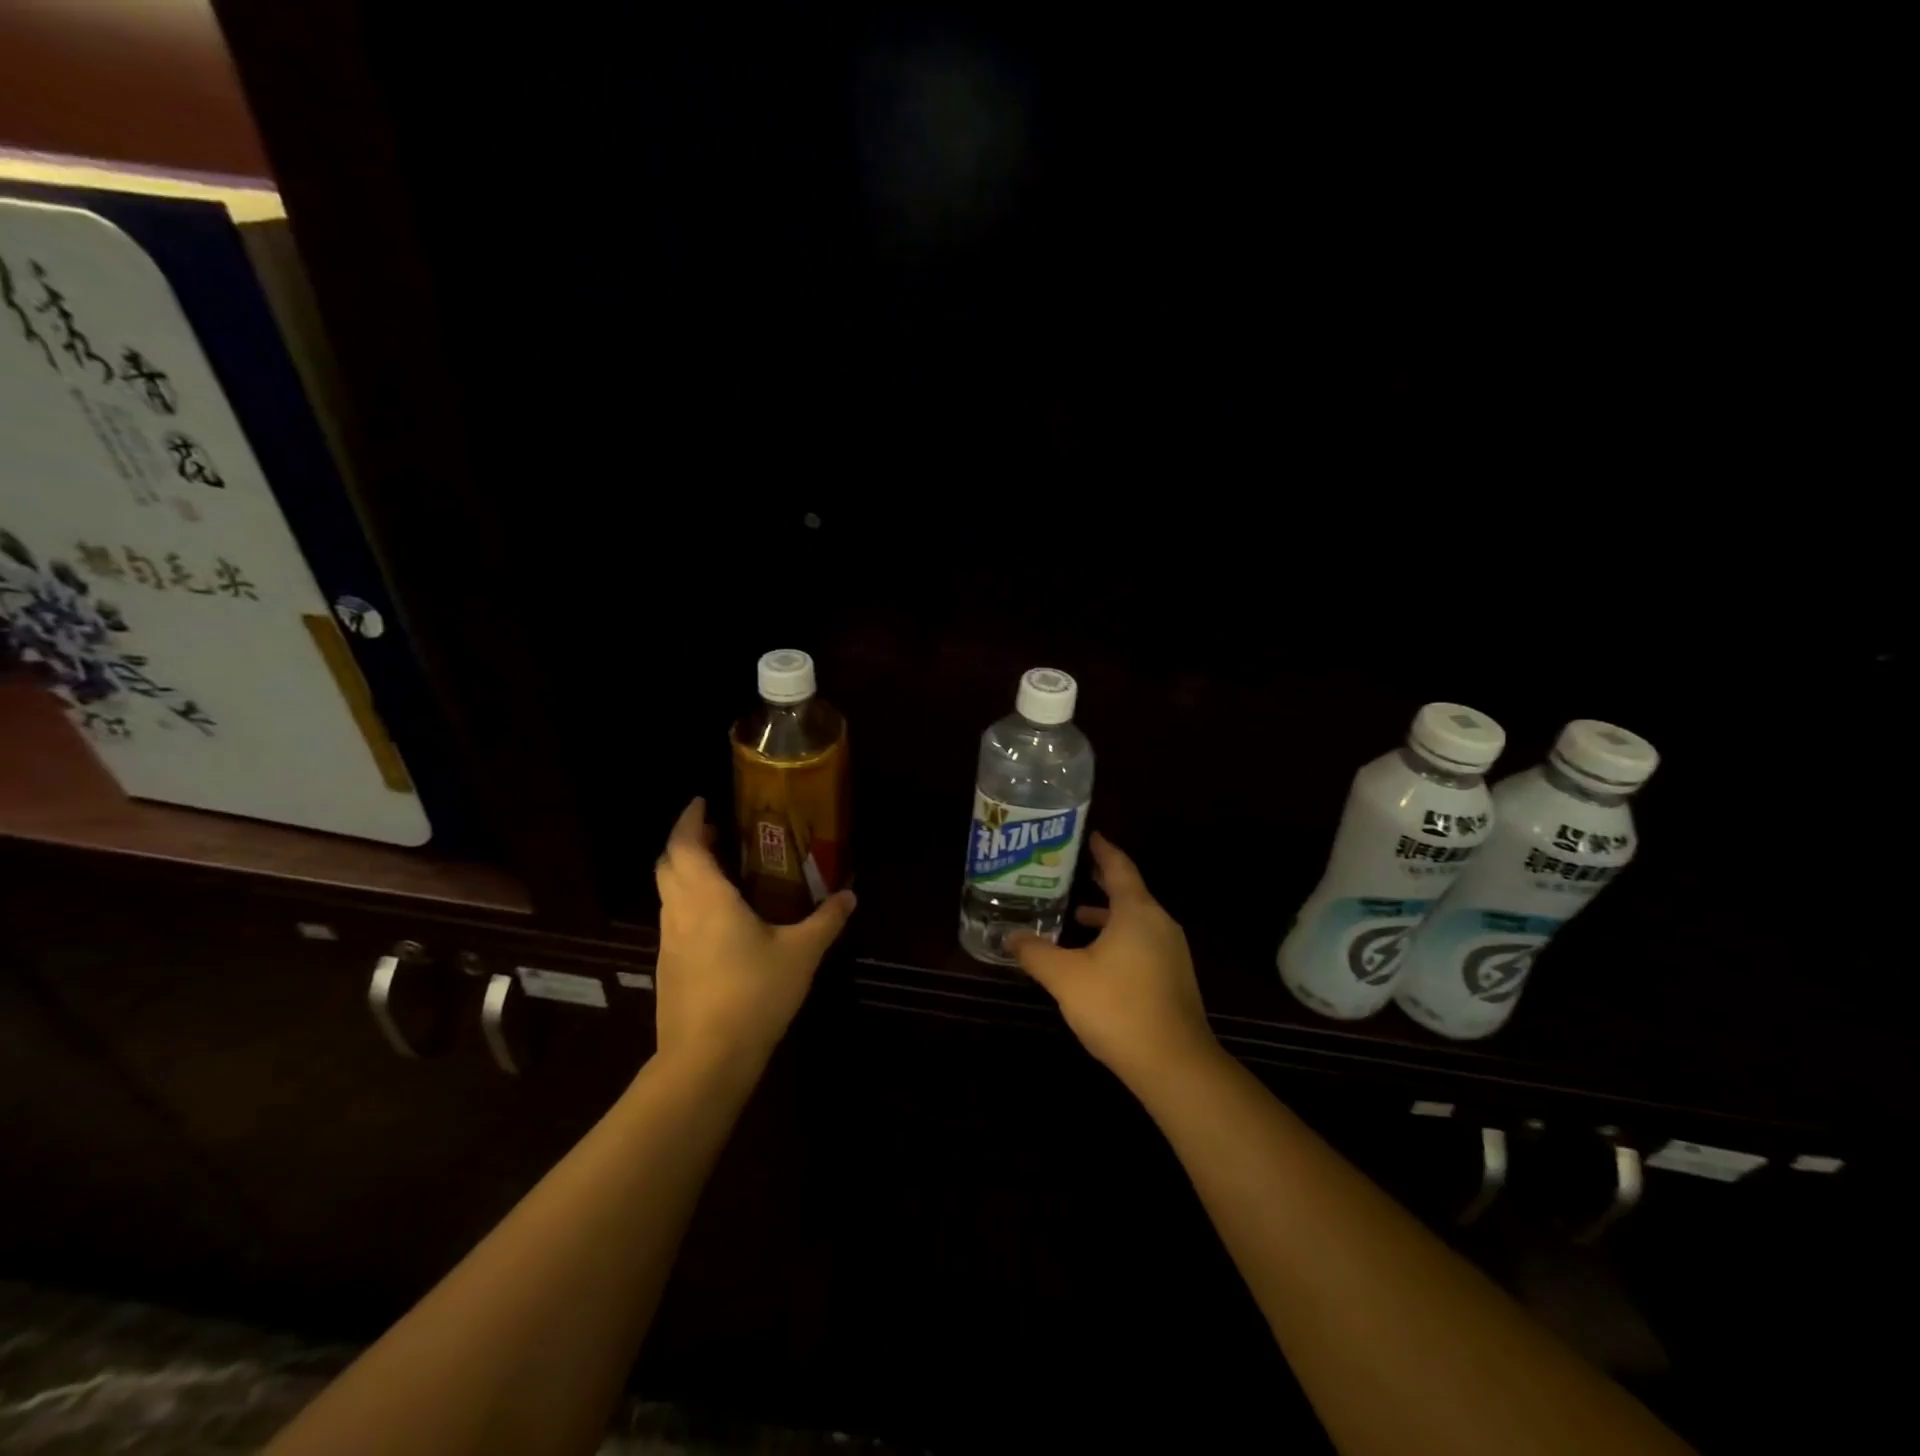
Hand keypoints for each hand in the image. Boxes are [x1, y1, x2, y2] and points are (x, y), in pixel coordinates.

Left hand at [652, 797, 855, 1073]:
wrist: (706, 1060)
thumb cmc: (753, 994)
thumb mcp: (801, 954)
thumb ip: (826, 921)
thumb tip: (849, 896)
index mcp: (706, 898)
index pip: (684, 845)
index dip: (690, 819)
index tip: (703, 802)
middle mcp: (680, 912)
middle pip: (668, 865)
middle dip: (688, 843)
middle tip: (719, 835)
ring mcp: (668, 942)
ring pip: (668, 894)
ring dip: (686, 874)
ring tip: (723, 873)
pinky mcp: (668, 968)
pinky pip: (674, 920)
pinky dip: (689, 904)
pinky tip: (720, 923)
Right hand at [1008, 833, 1220, 1093]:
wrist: (1174, 1064)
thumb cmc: (1117, 1007)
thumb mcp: (1065, 977)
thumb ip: (1036, 953)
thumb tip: (1009, 937)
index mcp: (1137, 911)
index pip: (1119, 866)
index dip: (1102, 849)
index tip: (1089, 835)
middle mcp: (1159, 923)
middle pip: (1129, 891)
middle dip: (1101, 881)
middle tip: (1073, 871)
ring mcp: (1172, 951)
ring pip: (1136, 920)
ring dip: (1108, 914)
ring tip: (1076, 915)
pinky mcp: (1174, 977)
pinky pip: (1143, 942)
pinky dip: (1119, 937)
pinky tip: (1097, 958)